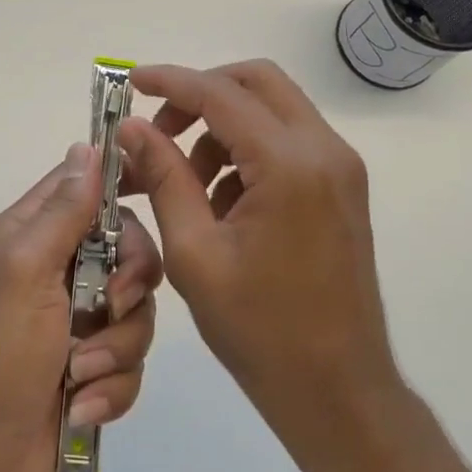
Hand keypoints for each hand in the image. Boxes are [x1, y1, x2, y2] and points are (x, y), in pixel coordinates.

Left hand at [0, 143, 160, 471]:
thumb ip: (62, 211)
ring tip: (79, 375)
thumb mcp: (25, 270)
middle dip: (130, 284)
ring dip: (115, 348)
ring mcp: (78, 320)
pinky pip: (130, 362)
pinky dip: (111, 387)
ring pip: (137, 312)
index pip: (86, 186)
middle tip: (112, 307)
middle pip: (129, 249)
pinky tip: (80, 406)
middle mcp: (58, 270)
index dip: (124, 184)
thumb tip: (88, 147)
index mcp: (33, 235)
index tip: (161, 192)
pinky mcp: (93, 367)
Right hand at [119, 60, 399, 471]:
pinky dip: (247, 152)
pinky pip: (287, 142)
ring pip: (272, 109)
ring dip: (222, 128)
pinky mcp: (341, 187)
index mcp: (289, 165)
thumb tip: (132, 128)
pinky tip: (221, 204)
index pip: (220, 94)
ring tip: (186, 184)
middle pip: (256, 82)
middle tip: (160, 132)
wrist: (338, 391)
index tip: (130, 83)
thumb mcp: (195, 253)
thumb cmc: (260, 330)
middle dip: (201, 94)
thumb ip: (163, 178)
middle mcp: (324, 151)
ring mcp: (340, 168)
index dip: (170, 81)